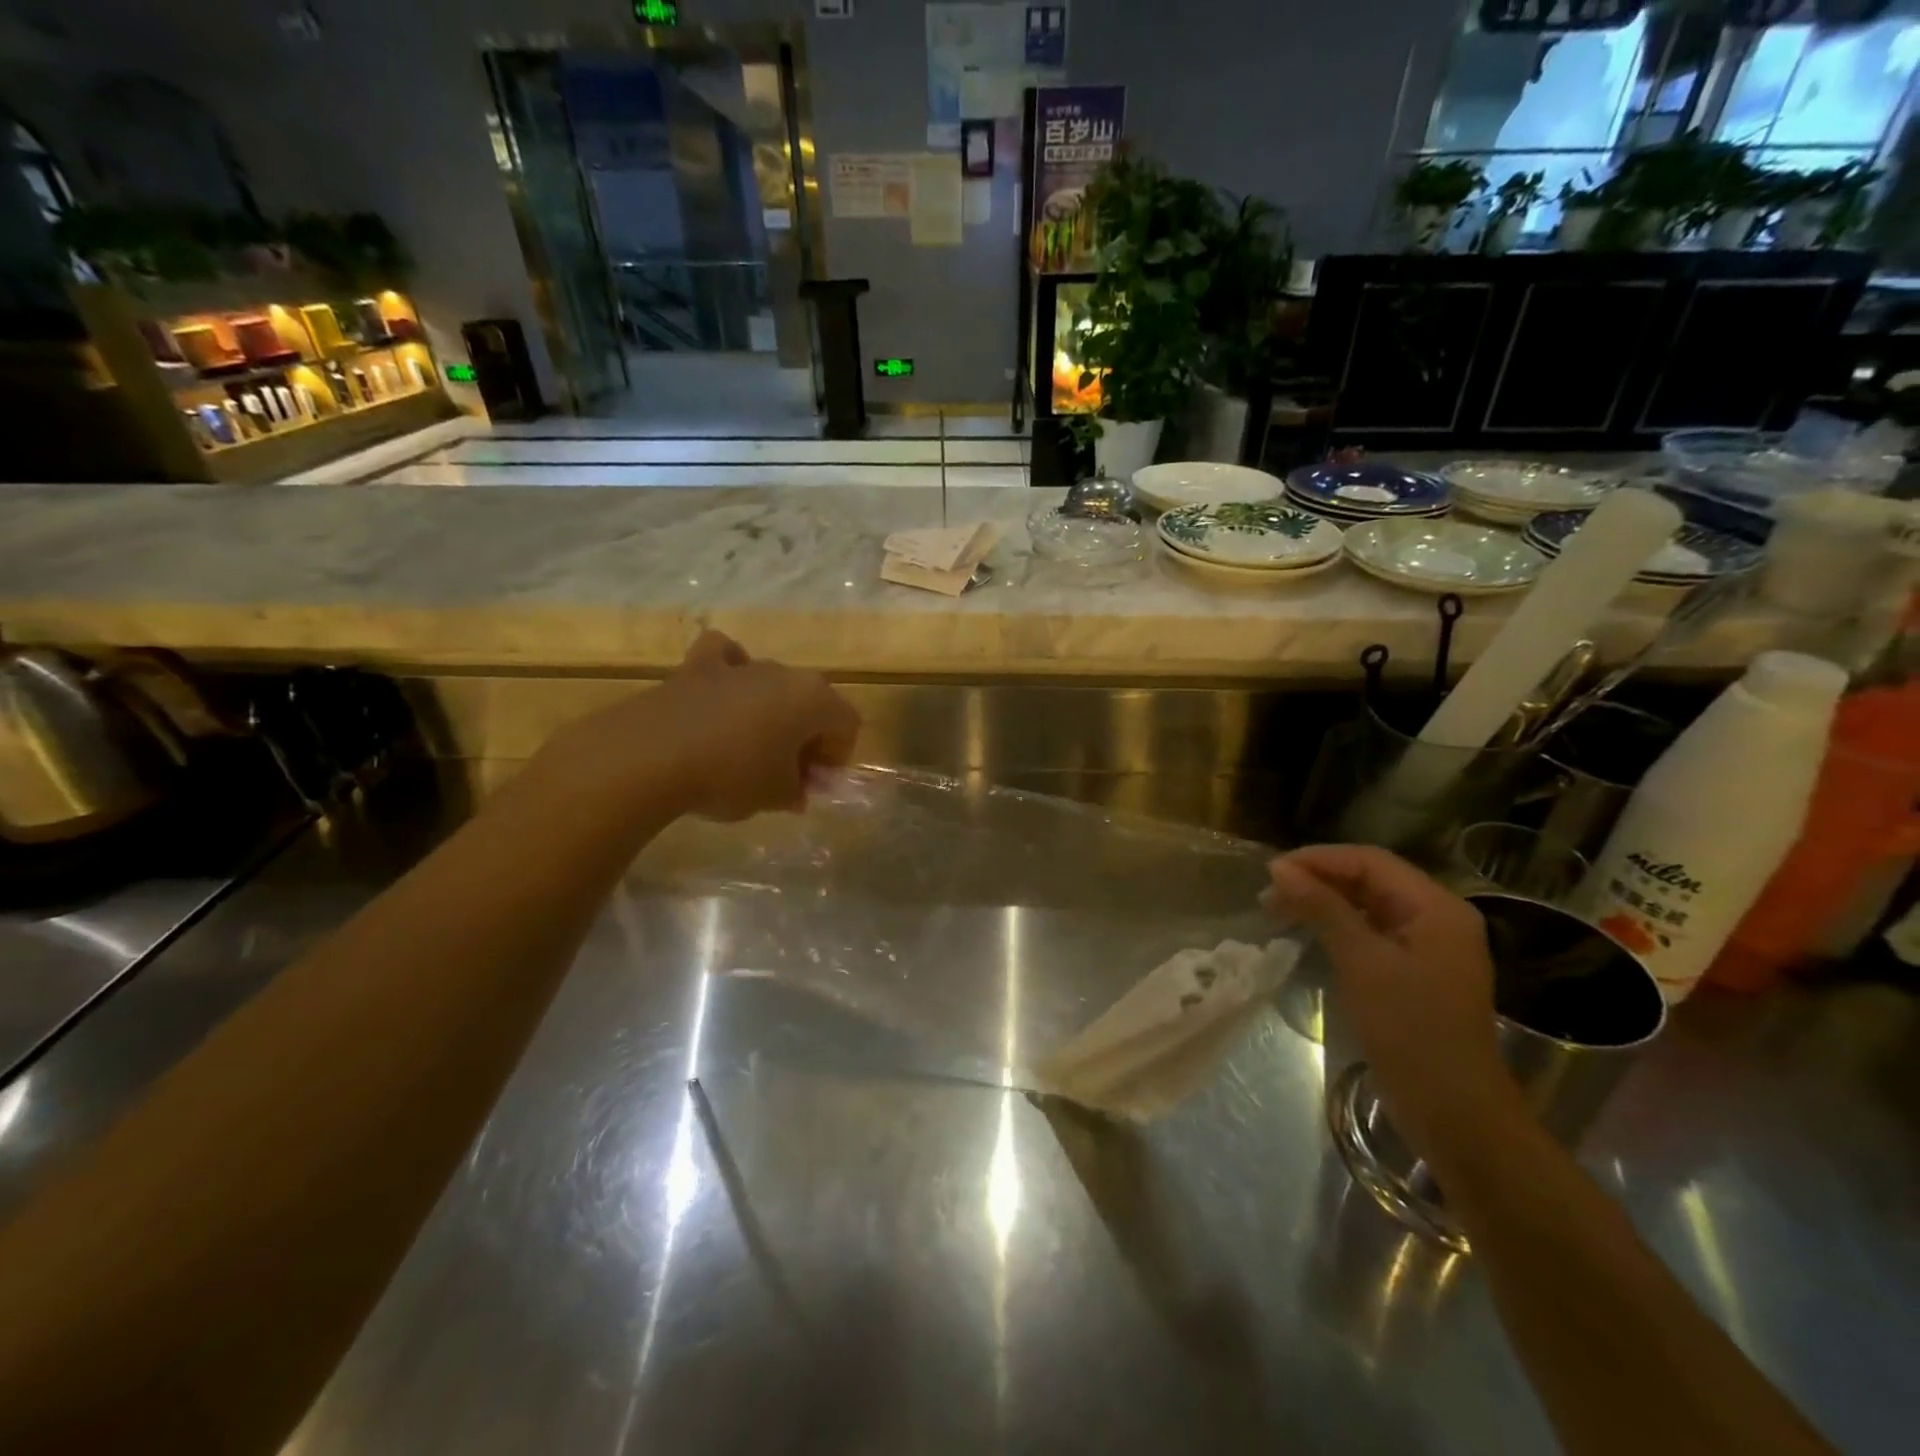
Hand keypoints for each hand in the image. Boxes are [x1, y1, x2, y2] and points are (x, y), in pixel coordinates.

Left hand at [538, 631, 860, 822]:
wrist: (650, 756)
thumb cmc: (731, 776)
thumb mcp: (776, 797)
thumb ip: (796, 791)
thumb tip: (796, 790)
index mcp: (815, 700)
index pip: (847, 724)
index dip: (836, 757)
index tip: (813, 785)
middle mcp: (784, 673)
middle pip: (812, 702)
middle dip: (806, 737)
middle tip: (787, 773)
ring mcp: (740, 665)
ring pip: (772, 684)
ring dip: (771, 713)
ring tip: (749, 748)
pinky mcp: (697, 666)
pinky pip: (726, 658)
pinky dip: (729, 671)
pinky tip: (721, 696)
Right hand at [1266, 844, 1515, 1159]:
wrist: (1453, 1111)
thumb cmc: (1410, 1030)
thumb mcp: (1361, 962)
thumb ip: (1323, 908)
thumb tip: (1280, 868)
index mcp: (1437, 907)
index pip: (1370, 861)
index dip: (1319, 859)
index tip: (1272, 872)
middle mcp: (1438, 917)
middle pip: (1370, 879)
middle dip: (1318, 879)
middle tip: (1269, 893)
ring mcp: (1429, 945)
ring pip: (1369, 905)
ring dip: (1324, 902)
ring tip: (1278, 910)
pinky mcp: (1416, 970)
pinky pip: (1373, 931)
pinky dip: (1338, 926)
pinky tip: (1309, 932)